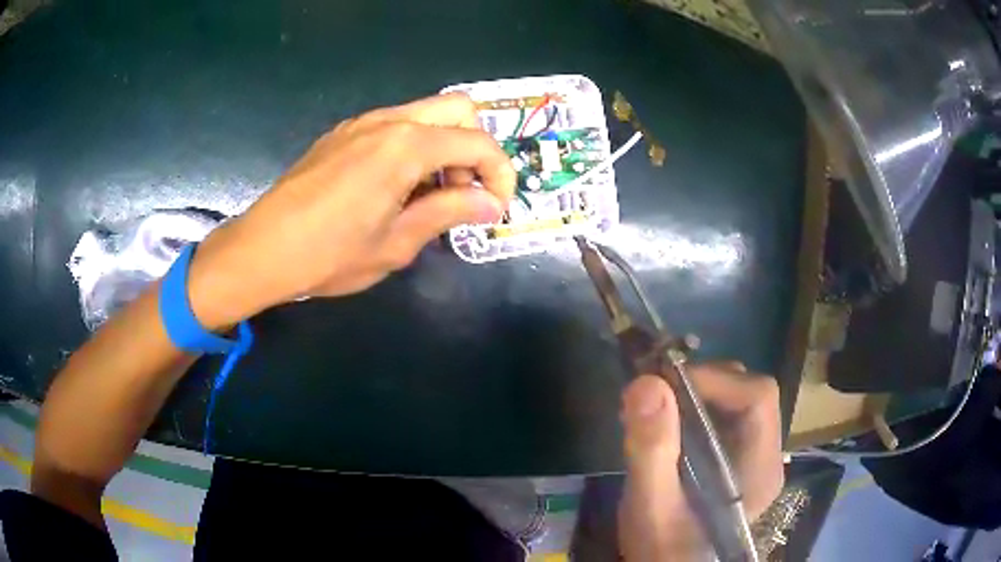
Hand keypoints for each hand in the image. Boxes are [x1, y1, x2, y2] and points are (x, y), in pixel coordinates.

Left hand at [186, 93, 515, 327]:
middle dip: (475, 147)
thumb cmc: (329, 254)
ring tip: (431, 194)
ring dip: (444, 146)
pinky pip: (395, 125)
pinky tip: (397, 186)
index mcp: (406, 146)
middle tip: (464, 191)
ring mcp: (362, 122)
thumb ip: (449, 212)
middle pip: (458, 109)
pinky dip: (414, 146)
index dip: (501, 174)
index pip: (478, 143)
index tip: (497, 208)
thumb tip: (491, 205)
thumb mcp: (397, 242)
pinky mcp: (343, 133)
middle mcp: (387, 120)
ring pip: (426, 113)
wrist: (262, 250)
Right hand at [618, 363, 783, 560]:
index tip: (665, 384)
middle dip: (705, 383)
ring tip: (658, 407)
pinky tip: (669, 424)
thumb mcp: (650, 506)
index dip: (715, 380)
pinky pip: (727, 416)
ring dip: (699, 392)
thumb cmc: (662, 548)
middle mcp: (768, 456)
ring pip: (739, 401)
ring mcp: (756, 457)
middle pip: (751, 394)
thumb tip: (646, 382)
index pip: (758, 398)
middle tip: (657, 393)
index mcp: (760, 469)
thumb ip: (651, 449)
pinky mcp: (739, 459)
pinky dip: (697, 407)